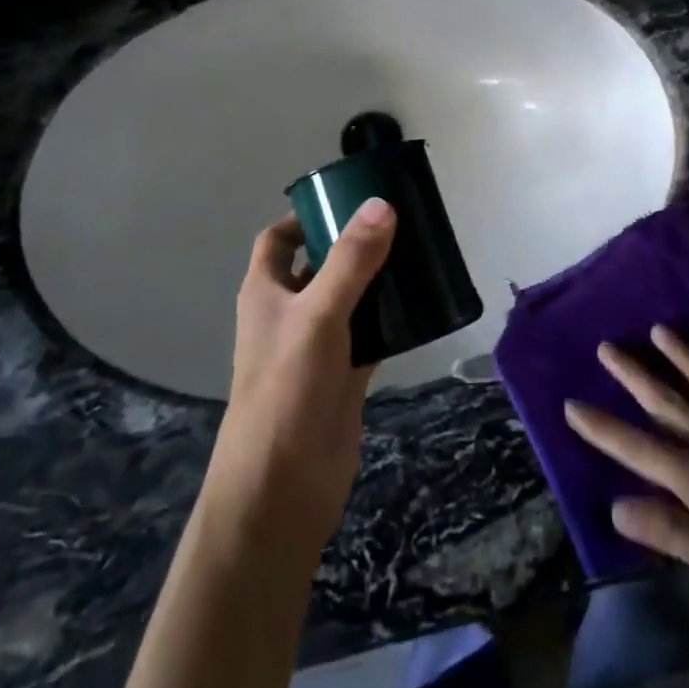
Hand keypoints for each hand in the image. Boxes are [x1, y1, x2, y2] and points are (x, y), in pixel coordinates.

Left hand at [207, 200, 396, 554]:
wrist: (283, 486)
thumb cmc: (286, 388)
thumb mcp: (318, 313)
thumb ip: (351, 260)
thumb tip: (381, 203)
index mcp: (266, 292)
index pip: (278, 240)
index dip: (305, 218)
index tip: (347, 201)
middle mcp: (289, 313)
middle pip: (321, 266)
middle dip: (353, 245)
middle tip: (400, 222)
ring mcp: (318, 346)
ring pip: (350, 300)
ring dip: (377, 281)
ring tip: (419, 255)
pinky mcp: (344, 375)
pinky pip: (371, 335)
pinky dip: (392, 321)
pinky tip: (423, 307)